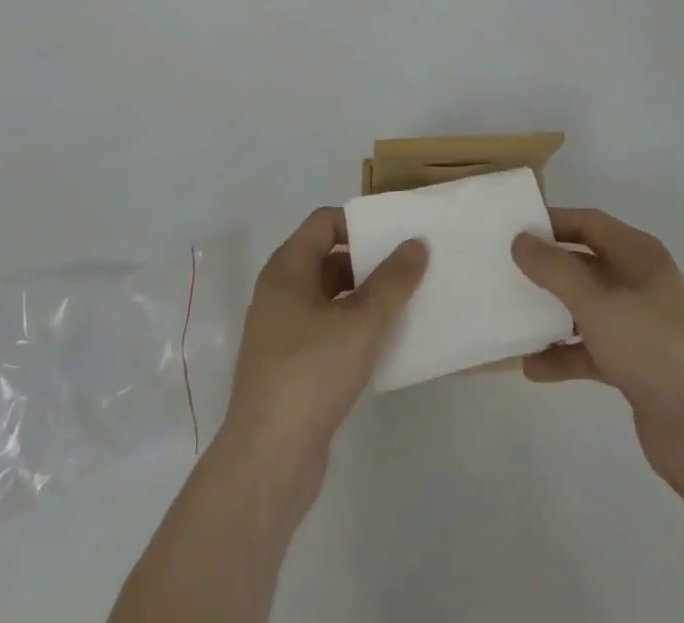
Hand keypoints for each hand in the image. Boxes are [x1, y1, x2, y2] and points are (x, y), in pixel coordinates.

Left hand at [219, 208, 426, 510]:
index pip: (324, 222)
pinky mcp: (291, 368)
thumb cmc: (310, 374)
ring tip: (407, 301)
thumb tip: (416, 242)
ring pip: (331, 297)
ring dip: (365, 296)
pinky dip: (355, 328)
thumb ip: (393, 280)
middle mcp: (280, 293)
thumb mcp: (362, 322)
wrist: (267, 462)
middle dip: (368, 259)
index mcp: (287, 269)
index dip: (359, 221)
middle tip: (410, 265)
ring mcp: (283, 332)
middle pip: (328, 257)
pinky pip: (328, 330)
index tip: (396, 232)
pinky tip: (385, 343)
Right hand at [512, 209, 683, 508]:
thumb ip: (555, 270)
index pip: (589, 223)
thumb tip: (520, 239)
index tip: (512, 228)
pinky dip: (563, 356)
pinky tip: (531, 368)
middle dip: (546, 269)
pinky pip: (590, 350)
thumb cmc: (655, 348)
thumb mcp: (598, 303)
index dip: (552, 222)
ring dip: (550, 314)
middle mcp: (639, 283)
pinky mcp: (635, 367)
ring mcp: (638, 327)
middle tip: (502, 272)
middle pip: (584, 264)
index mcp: (638, 254)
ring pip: (584, 309)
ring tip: (510, 319)